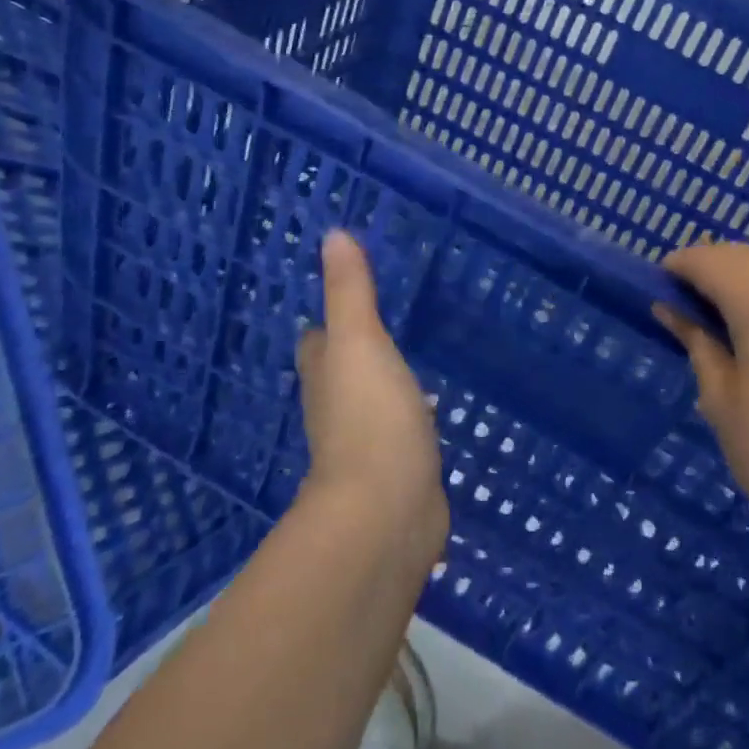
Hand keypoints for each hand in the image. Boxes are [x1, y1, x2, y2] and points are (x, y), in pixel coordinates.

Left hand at [295, 231, 447, 559]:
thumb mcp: (360, 342)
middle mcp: (338, 409)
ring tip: (413, 362)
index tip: (349, 295)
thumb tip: (333, 235)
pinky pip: (401, 433)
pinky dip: (410, 418)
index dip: (328, 320)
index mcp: (327, 375)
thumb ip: (350, 291)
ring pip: (372, 402)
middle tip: (387, 322)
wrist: (388, 513)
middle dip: (358, 350)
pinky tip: (431, 411)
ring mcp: (367, 444)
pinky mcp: (397, 471)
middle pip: (341, 372)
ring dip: (384, 384)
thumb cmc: (370, 418)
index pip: (317, 340)